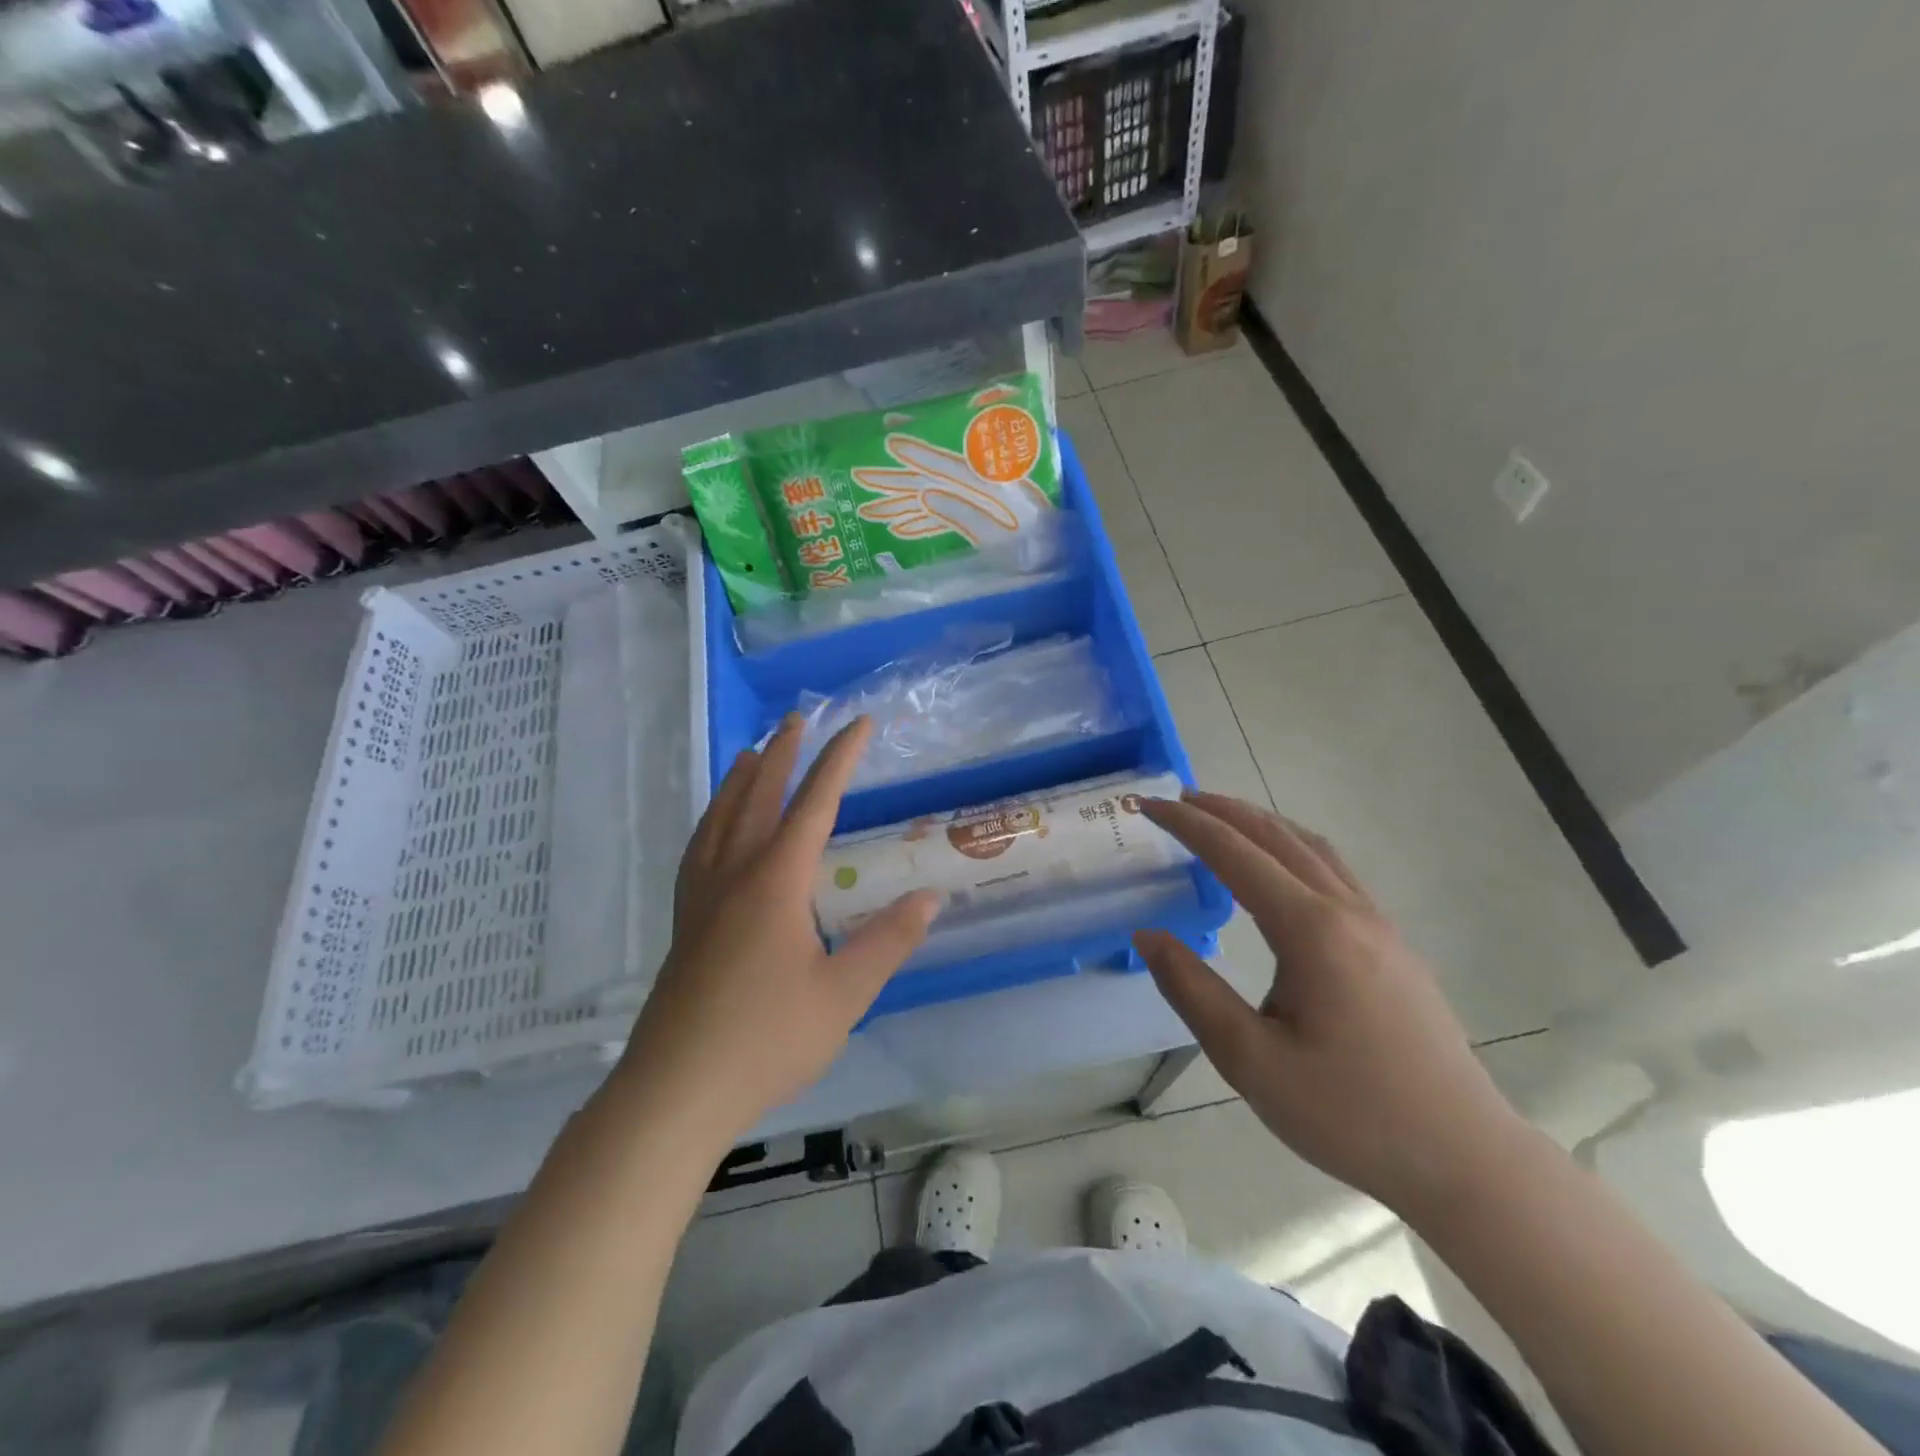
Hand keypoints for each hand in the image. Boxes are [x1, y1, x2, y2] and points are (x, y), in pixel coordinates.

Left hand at [612, 715, 940, 1142]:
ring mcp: (702, 897)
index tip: (859, 723)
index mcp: (775, 882)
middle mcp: (734, 875)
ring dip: (740, 780)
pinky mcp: (685, 922)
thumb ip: (888, 941)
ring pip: (720, 818)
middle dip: (783, 755)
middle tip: (796, 719)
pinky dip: (713, 819)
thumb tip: (930, 899)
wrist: (675, 1091)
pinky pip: (700, 848)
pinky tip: (716, 829)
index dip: (839, 758)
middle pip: (759, 798)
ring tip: (752, 754)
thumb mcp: (844, 994)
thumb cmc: (767, 1040)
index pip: (814, 803)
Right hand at [1133, 792, 1527, 1215]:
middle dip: (1222, 810)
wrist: (1464, 1159)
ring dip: (1261, 824)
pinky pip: (1334, 870)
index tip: (1148, 805)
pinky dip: (1292, 848)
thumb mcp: (1251, 1060)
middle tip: (1177, 801)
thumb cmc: (1350, 1113)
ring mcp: (1378, 925)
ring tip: (1222, 821)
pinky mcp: (1393, 946)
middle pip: (1277, 835)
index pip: (1234, 853)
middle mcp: (1347, 911)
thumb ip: (1192, 990)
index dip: (1187, 823)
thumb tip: (1147, 935)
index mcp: (1310, 929)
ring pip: (1312, 848)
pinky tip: (1281, 872)